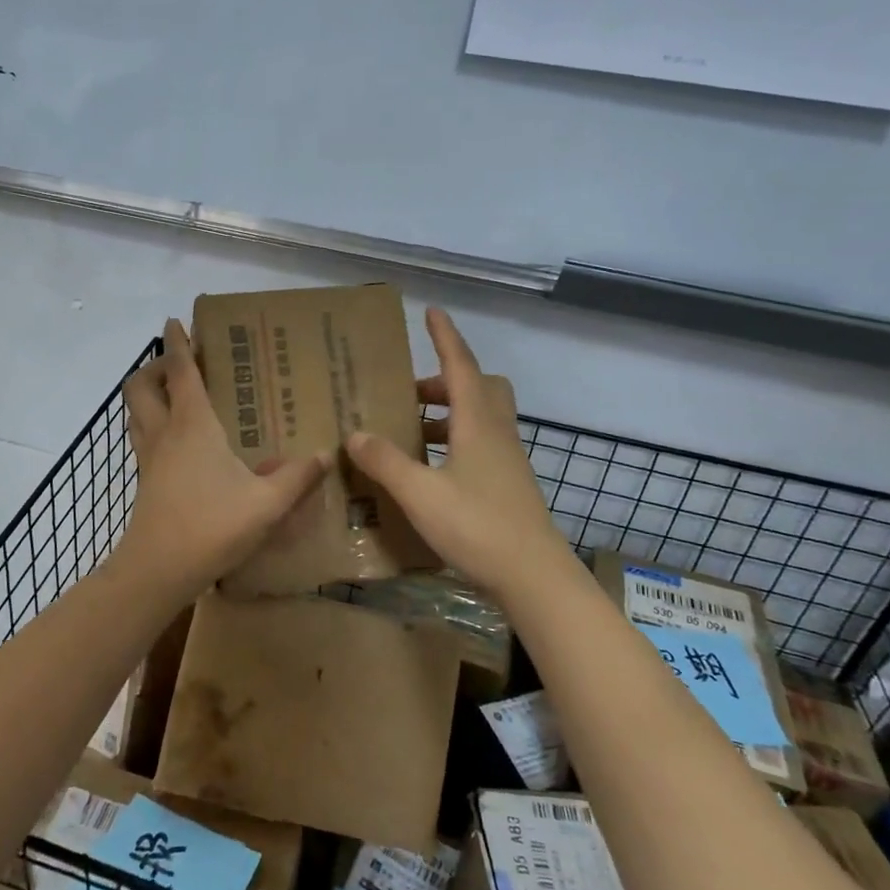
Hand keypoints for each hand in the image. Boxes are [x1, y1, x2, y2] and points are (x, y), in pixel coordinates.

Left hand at [116, 319, 331, 596]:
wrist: (158, 570)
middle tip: (179, 364)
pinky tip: (178, 441)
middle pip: (141, 385)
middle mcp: (164, 432)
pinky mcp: (145, 480)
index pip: (180, 371)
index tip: (175, 321)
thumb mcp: (266, 503)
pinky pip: (142, 436)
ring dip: (148, 394)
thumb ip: (297, 477)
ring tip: (175, 395)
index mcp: (192, 424)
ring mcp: (149, 457)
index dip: (177, 343)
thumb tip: (323, 454)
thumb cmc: (211, 526)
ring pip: (136, 411)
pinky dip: (152, 423)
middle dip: (154, 366)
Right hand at [344, 307, 562, 593]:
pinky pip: (481, 443)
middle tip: (409, 395)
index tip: (432, 311)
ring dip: (447, 414)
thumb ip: (386, 462)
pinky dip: (454, 441)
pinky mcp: (509, 483)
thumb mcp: (421, 494)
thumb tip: (355, 434)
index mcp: (478, 424)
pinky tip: (430, 470)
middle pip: (478, 387)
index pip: (461, 365)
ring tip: (409, 433)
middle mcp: (496, 433)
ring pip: (480, 416)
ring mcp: (507, 459)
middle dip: (443, 381)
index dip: (445, 337)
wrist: (534, 577)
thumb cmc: (478, 526)